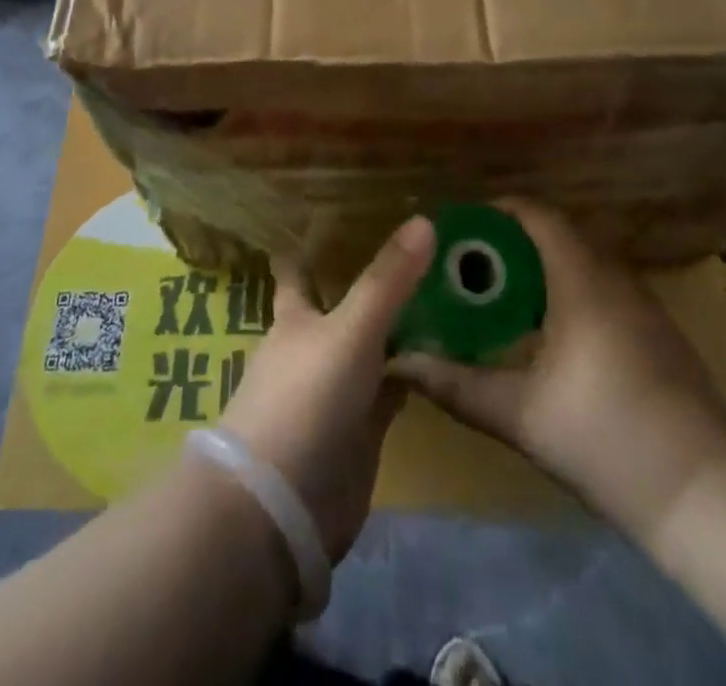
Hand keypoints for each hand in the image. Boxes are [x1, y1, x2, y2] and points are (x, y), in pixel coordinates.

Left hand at [217, 216, 433, 561]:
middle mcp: (314, 348)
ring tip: (441, 295)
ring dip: (397, 329)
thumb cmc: (305, 399)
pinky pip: (391, 392)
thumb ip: (387, 280)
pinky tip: (443, 359)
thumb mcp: (350, 331)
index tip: (329, 219)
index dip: (307, 249)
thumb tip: (424, 220)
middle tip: (415, 252)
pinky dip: (412, 376)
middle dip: (369, 285)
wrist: (282, 506)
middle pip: (341, 308)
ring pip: (370, 349)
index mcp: (296, 318)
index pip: (297, 273)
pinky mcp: (360, 432)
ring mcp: (336, 391)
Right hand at [391, 203, 725, 541]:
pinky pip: (605, 288)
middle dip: (513, 243)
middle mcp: (617, 278)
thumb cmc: (605, 439)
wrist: (706, 496)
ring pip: (585, 262)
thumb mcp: (519, 415)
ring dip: (544, 268)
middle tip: (472, 267)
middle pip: (559, 235)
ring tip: (502, 296)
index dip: (498, 212)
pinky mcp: (660, 333)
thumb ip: (456, 385)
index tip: (462, 229)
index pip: (538, 217)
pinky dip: (571, 290)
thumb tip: (399, 363)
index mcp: (583, 281)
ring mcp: (645, 305)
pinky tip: (552, 333)